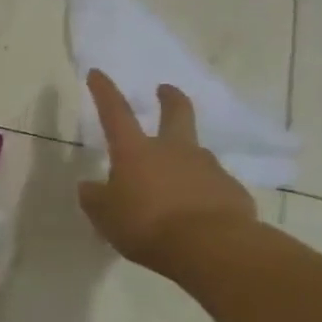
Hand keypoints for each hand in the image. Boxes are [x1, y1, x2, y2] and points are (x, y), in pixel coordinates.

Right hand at [76, 70, 255, 271]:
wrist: (213, 248)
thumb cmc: (147, 225)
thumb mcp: (105, 215)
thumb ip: (95, 197)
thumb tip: (90, 186)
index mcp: (135, 151)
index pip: (115, 113)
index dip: (104, 92)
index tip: (97, 73)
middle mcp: (173, 150)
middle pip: (176, 113)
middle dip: (169, 99)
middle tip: (165, 90)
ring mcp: (207, 168)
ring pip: (194, 153)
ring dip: (184, 157)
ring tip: (172, 182)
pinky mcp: (231, 191)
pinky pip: (211, 185)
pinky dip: (201, 191)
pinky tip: (194, 212)